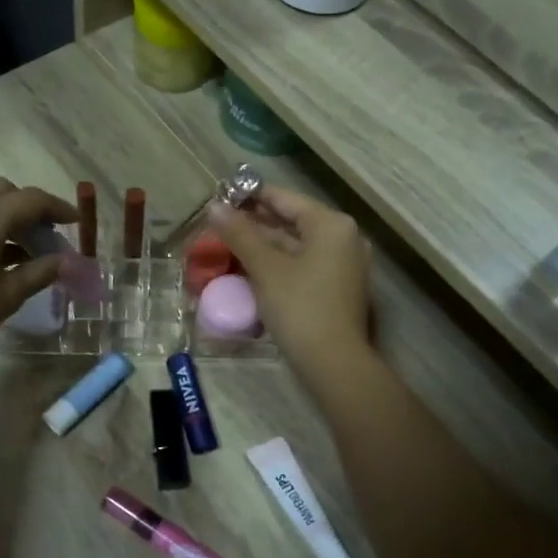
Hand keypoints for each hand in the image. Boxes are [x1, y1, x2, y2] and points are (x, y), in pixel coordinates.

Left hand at [0, 178, 79, 376]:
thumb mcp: (6, 296)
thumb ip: (39, 272)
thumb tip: (64, 261)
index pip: (30, 200)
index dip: (58, 208)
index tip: (76, 221)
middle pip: (4, 191)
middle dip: (30, 207)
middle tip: (49, 233)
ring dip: (8, 214)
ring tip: (28, 248)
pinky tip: (1, 253)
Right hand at [209, 185, 371, 379]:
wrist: (333, 362)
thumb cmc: (299, 307)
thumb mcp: (265, 268)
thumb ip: (240, 234)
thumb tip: (214, 207)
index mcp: (331, 225)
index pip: (285, 198)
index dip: (251, 195)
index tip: (221, 195)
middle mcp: (343, 238)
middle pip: (292, 221)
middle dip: (255, 222)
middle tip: (220, 221)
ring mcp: (343, 265)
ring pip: (296, 245)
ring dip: (263, 244)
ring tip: (228, 242)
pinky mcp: (336, 288)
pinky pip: (303, 264)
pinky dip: (278, 262)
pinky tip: (250, 267)